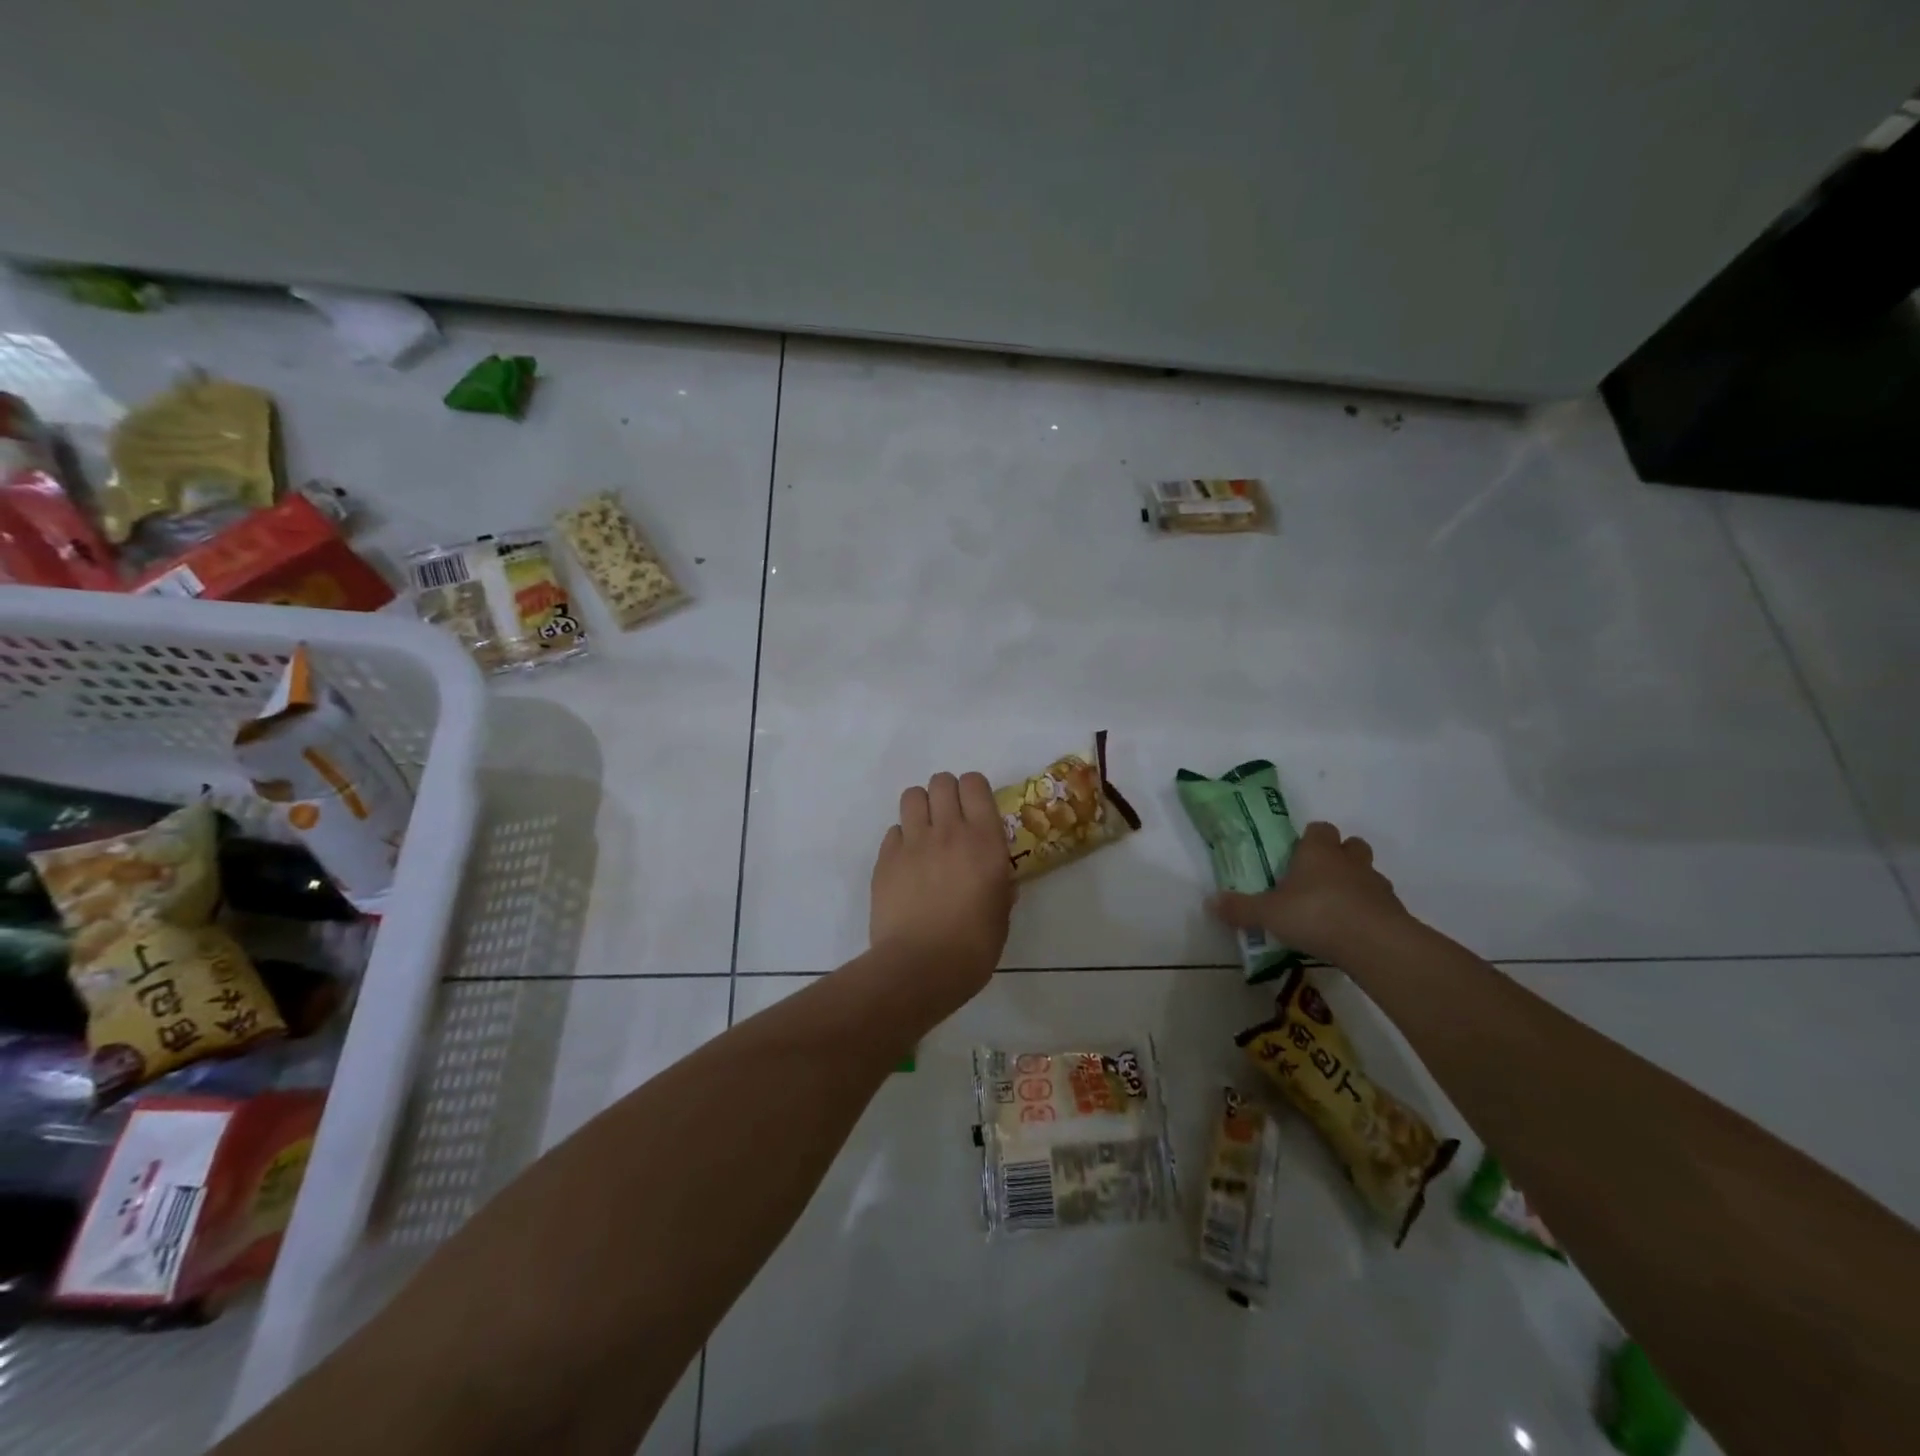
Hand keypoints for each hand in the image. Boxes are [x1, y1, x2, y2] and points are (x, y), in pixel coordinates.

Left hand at [870, 771, 1014, 1008]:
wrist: (920, 966)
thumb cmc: (973, 946)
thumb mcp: (1001, 914)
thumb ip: (1000, 888)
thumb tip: (999, 882)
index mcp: (984, 840)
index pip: (975, 783)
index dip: (974, 791)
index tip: (976, 810)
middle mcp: (948, 830)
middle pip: (942, 781)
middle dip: (946, 793)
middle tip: (950, 820)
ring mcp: (913, 842)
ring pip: (912, 795)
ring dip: (921, 807)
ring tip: (925, 833)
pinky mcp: (885, 858)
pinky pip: (893, 830)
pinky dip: (901, 839)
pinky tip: (907, 863)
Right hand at [1208, 821, 1410, 962]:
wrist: (1375, 944)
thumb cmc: (1315, 915)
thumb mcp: (1267, 913)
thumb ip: (1240, 908)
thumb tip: (1209, 902)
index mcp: (1318, 851)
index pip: (1319, 829)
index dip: (1310, 839)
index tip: (1297, 854)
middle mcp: (1349, 861)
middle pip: (1350, 845)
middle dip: (1339, 856)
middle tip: (1318, 877)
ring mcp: (1376, 885)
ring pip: (1368, 873)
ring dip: (1355, 883)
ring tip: (1335, 907)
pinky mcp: (1394, 911)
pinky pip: (1380, 903)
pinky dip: (1369, 911)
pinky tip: (1352, 931)